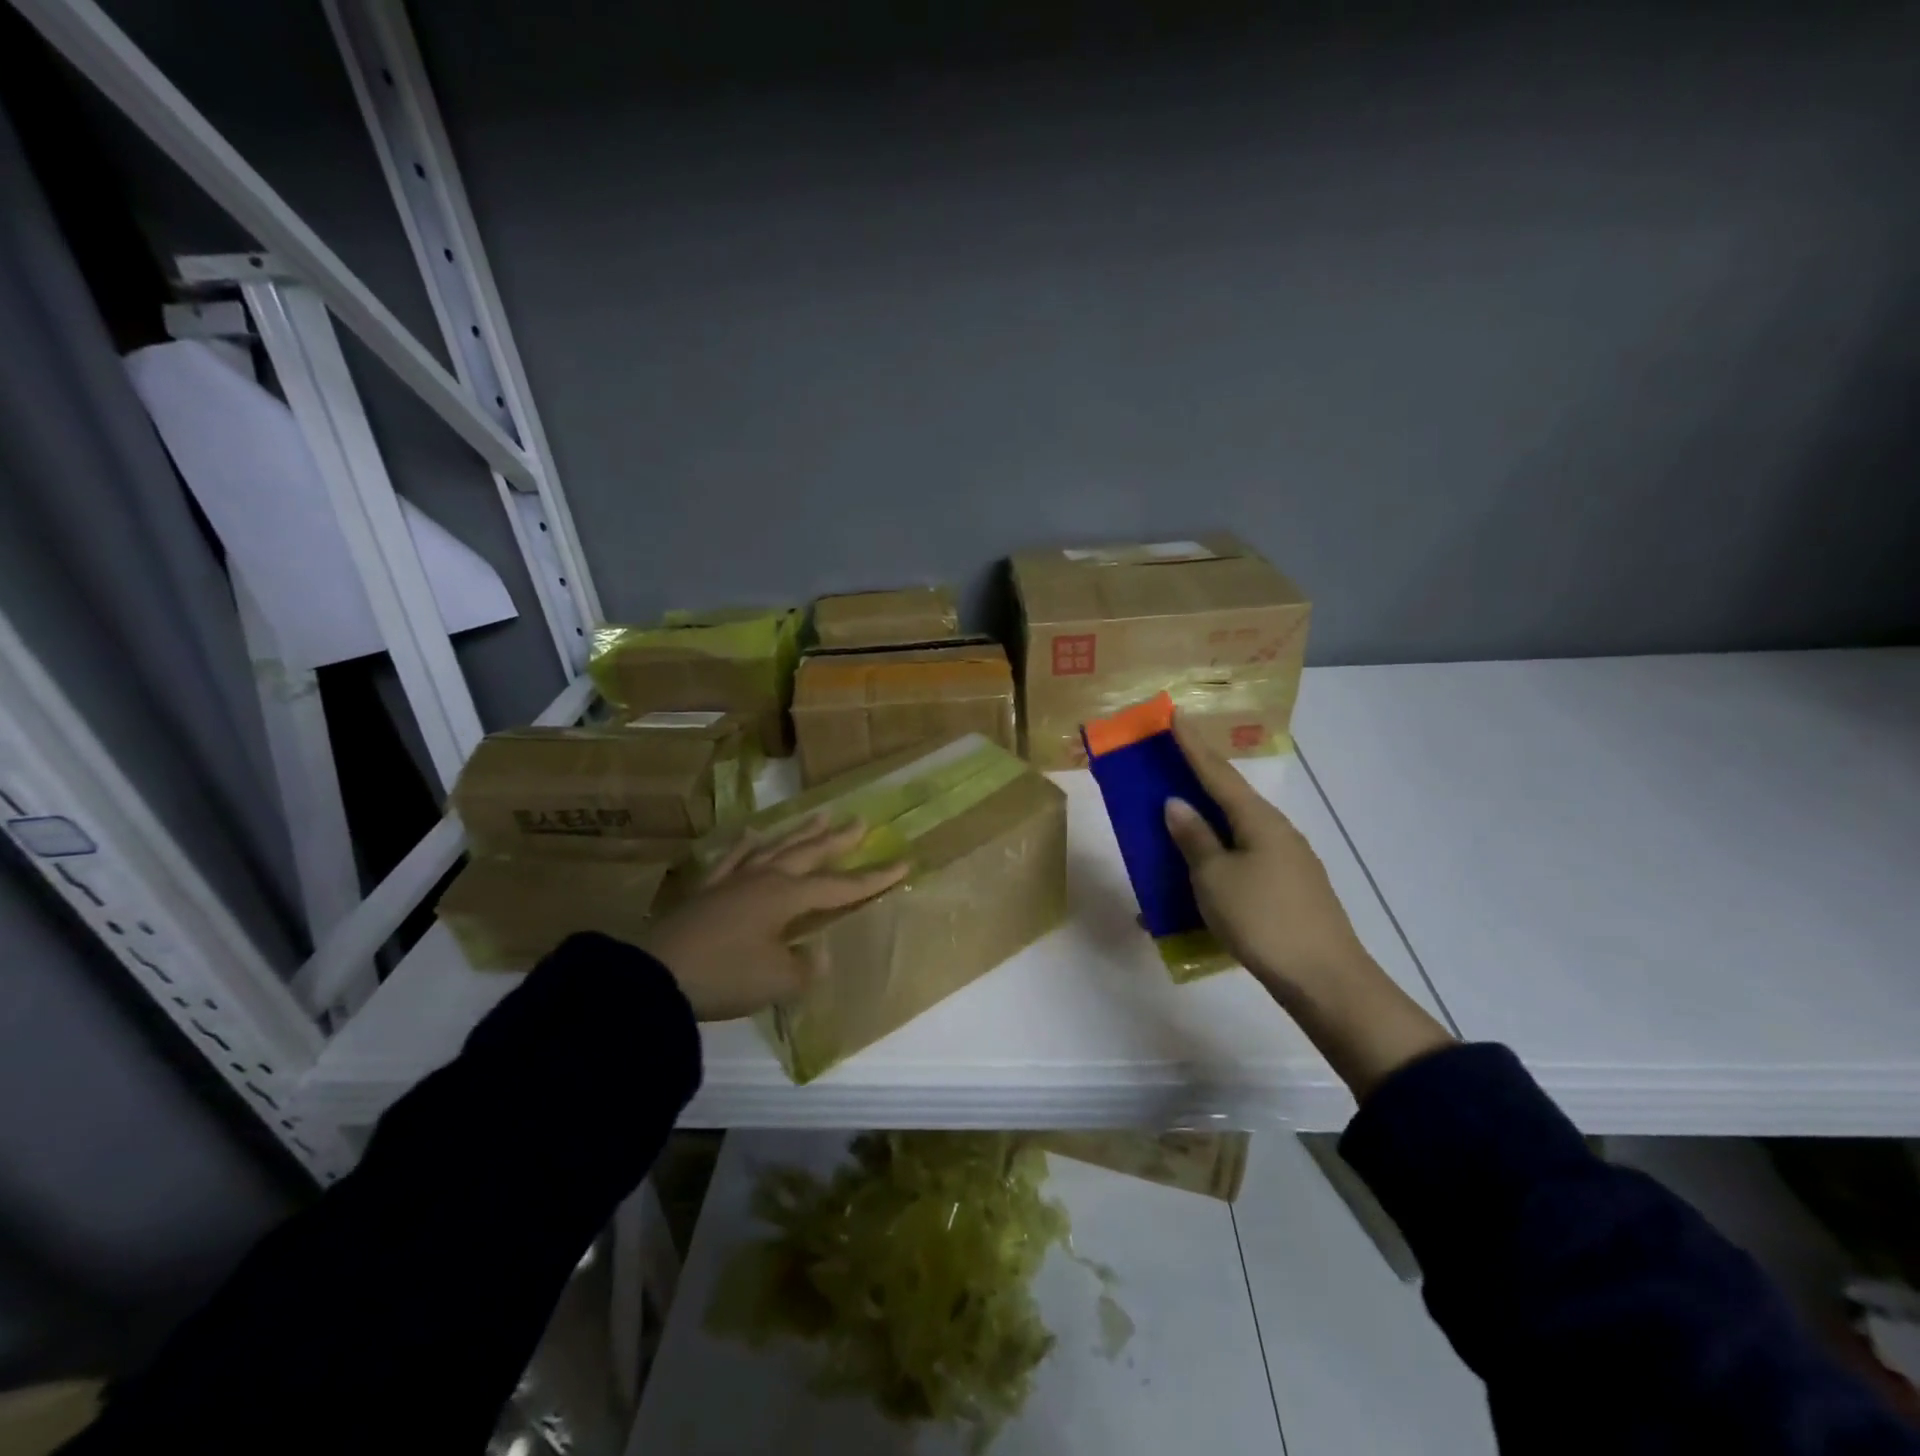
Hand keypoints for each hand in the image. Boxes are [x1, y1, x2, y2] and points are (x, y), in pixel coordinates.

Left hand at [640, 815, 906, 1021]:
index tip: (904, 862)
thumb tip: (814, 954)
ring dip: (800, 832)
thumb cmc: (726, 975)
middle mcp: (765, 879)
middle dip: (839, 839)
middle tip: (861, 821)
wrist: (656, 977)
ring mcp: (734, 881)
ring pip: (775, 848)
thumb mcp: (777, 981)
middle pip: (809, 853)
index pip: (841, 886)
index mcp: (787, 896)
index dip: (874, 877)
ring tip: (821, 815)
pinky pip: (732, 860)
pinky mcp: (707, 891)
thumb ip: (805, 968)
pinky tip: (750, 835)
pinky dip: (744, 846)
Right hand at [1161, 714, 1371, 1003]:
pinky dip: (1216, 860)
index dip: (1193, 745)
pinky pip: (1242, 861)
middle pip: (1229, 798)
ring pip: (1235, 832)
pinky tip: (1199, 878)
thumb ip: (1194, 838)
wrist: (1325, 981)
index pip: (1217, 772)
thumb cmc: (1263, 920)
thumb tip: (1177, 803)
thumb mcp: (1215, 878)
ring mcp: (1287, 861)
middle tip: (1166, 766)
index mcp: (1258, 820)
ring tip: (1174, 824)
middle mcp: (1276, 832)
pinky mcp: (1289, 889)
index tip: (1175, 715)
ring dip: (1204, 825)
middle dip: (1197, 781)